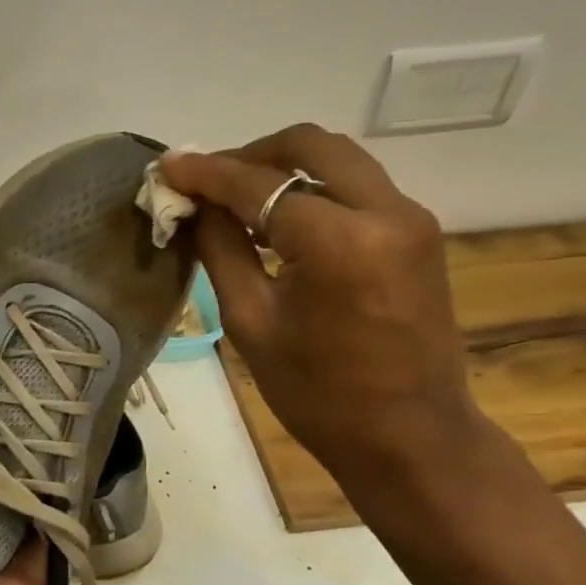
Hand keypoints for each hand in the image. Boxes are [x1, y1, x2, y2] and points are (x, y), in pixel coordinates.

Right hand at [162, 124, 480, 482]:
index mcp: (341, 240)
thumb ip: (220, 248)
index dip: (206, 172)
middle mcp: (387, 211)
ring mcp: (411, 219)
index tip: (167, 167)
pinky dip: (313, 191)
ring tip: (235, 201)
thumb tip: (194, 204)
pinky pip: (357, 189)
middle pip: (310, 145)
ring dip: (283, 170)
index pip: (258, 184)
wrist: (411, 439)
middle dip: (251, 154)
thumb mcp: (251, 321)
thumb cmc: (320, 395)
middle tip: (209, 181)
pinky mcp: (418, 235)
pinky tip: (279, 222)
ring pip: (338, 161)